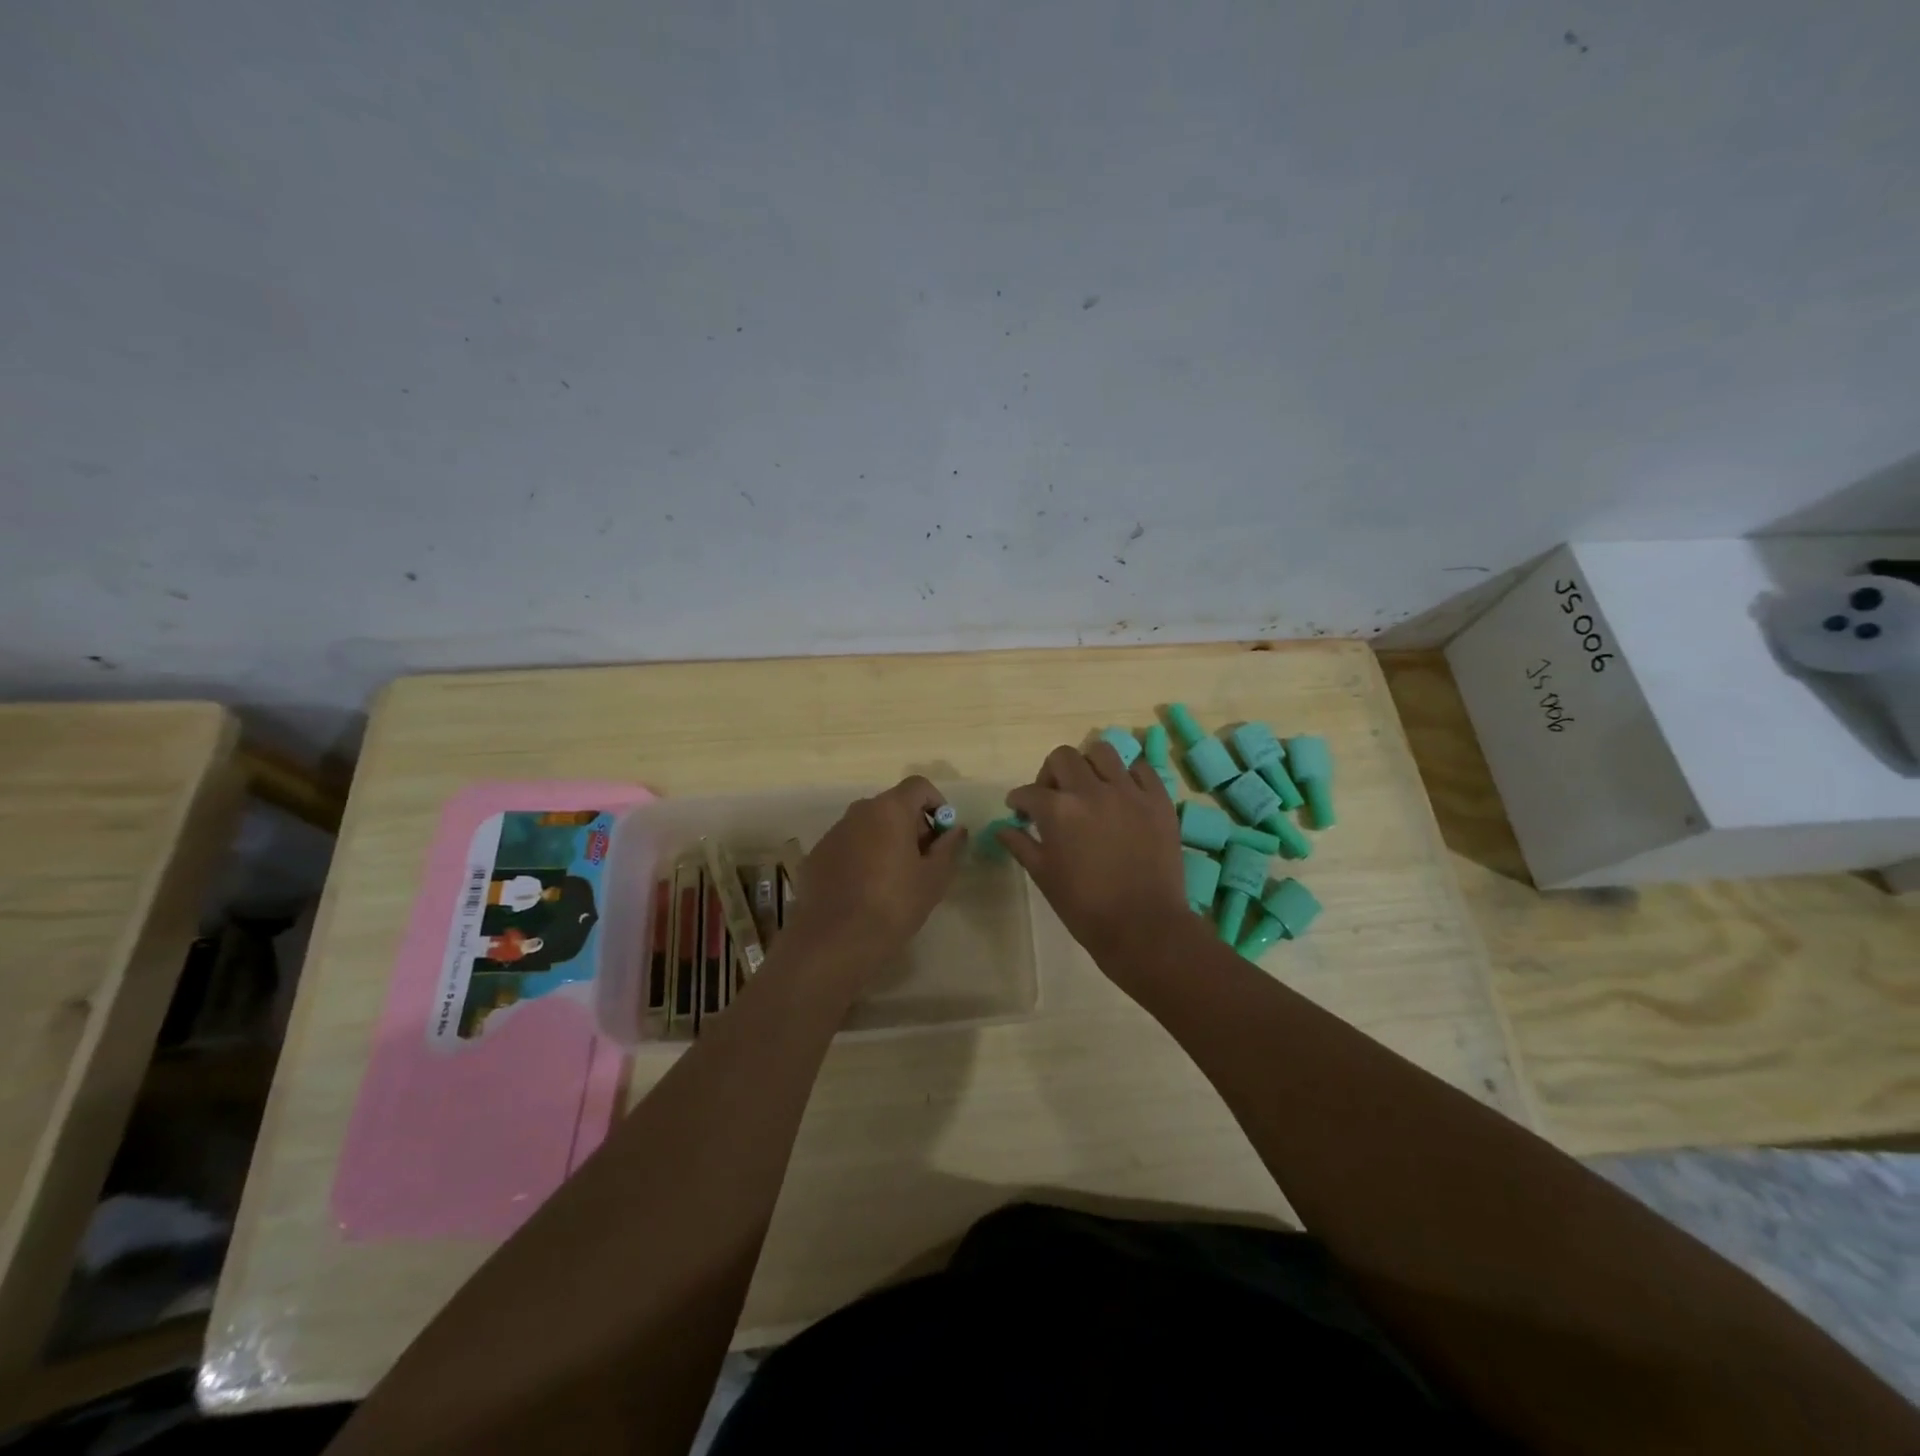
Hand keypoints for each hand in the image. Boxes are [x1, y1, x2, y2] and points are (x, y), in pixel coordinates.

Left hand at [779, 776, 969, 987]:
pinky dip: (861, 857)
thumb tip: (956, 830)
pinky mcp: (816, 856)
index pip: (919, 786)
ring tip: (894, 879)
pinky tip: (865, 891)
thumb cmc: (894, 905)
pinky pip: (848, 846)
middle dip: (912, 825)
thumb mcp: (934, 878)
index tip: (943, 835)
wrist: (834, 941)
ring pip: (868, 826)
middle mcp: (858, 811)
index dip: (937, 804)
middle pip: (893, 805)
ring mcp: (833, 833)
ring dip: (886, 841)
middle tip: (923, 861)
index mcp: (889, 809)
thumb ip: (949, 847)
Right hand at [997, 744, 1191, 966]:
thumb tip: (1003, 828)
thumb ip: (1021, 845)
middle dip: (1050, 773)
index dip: (1018, 800)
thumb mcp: (1045, 877)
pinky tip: (1123, 794)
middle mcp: (1091, 790)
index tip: (1020, 811)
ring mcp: (1129, 792)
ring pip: (1102, 751)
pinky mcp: (1158, 800)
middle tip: (1053, 796)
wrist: (1144, 927)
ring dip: (1088, 764)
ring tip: (1089, 786)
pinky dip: (1127, 775)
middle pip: (1063, 757)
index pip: (1028, 792)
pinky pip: (1141, 769)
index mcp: (1058, 810)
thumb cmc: (1086, 907)